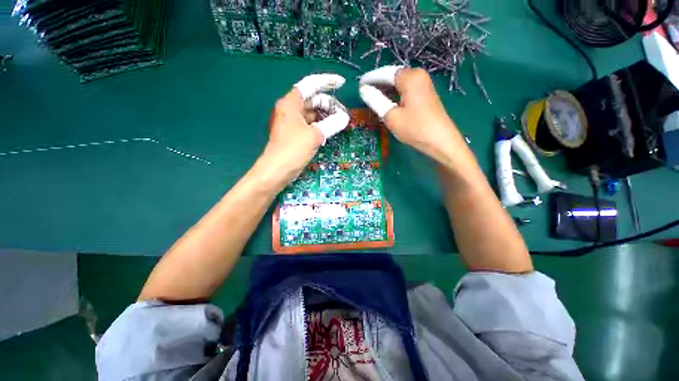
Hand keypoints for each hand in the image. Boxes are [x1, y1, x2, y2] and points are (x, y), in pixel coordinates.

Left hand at [256, 74, 349, 186]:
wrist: (277, 170)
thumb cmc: (293, 149)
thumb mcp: (315, 135)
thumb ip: (331, 124)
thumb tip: (344, 118)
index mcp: (291, 103)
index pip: (310, 85)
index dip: (326, 81)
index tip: (341, 83)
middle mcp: (290, 110)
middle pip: (312, 100)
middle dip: (329, 104)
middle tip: (343, 115)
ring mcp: (292, 122)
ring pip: (312, 113)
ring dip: (326, 116)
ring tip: (339, 123)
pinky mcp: (294, 134)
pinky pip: (310, 124)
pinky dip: (320, 126)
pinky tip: (329, 132)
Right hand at [358, 66, 463, 164]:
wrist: (440, 141)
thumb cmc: (415, 128)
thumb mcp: (391, 116)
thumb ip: (375, 100)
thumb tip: (363, 90)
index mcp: (410, 77)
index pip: (385, 73)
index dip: (370, 78)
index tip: (359, 85)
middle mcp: (418, 75)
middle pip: (393, 76)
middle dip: (378, 83)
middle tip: (365, 92)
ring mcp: (424, 84)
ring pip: (399, 83)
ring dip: (386, 89)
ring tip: (373, 98)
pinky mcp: (426, 94)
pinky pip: (406, 89)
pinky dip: (395, 94)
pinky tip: (388, 102)